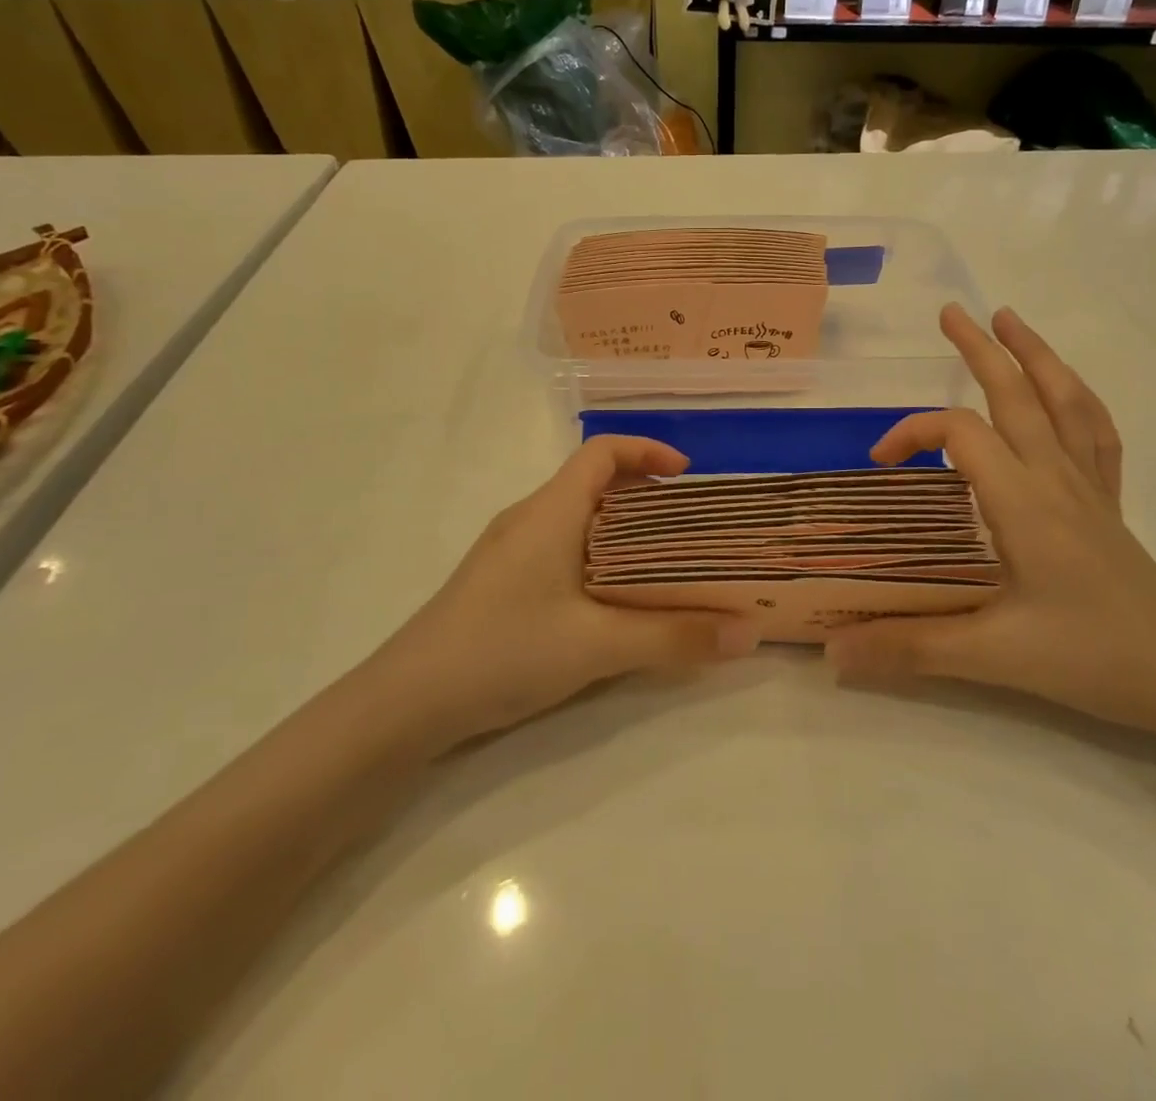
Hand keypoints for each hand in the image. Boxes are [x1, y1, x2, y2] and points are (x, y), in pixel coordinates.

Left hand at [375, 436, 757, 744]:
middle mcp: (529, 518)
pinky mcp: (501, 582)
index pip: (602, 452)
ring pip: (578, 520)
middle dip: (646, 496)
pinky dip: (598, 557)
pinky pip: (561, 549)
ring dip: (623, 531)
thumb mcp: (598, 645)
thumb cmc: (503, 650)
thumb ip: (675, 637)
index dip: (648, 451)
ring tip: (664, 565)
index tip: (689, 477)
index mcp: (551, 510)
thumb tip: (749, 633)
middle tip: (691, 529)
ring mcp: (510, 551)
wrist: (405, 703)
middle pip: (594, 483)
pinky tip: (613, 601)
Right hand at [825, 305, 1155, 737]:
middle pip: (1016, 394)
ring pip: (1063, 401)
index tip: (880, 463)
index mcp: (1022, 501)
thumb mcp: (991, 656)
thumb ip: (908, 648)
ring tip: (1010, 320)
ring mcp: (1088, 487)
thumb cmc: (1092, 658)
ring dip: (1034, 355)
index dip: (913, 433)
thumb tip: (832, 653)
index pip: (960, 434)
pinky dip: (1077, 400)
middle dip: (980, 349)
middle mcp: (1055, 478)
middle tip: (949, 312)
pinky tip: (1066, 391)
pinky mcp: (1107, 504)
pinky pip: (1095, 433)